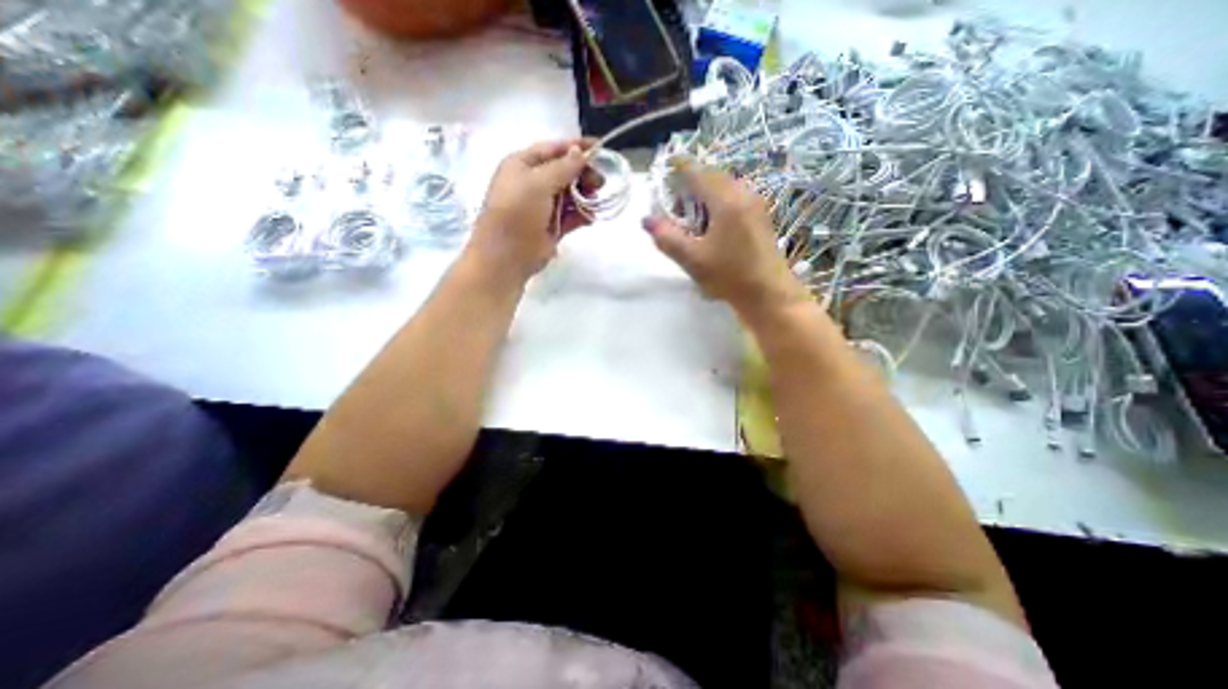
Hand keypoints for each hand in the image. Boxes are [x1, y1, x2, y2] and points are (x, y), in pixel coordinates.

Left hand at [471, 140, 594, 283]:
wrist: (507, 254)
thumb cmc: (518, 211)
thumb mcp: (538, 182)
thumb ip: (563, 167)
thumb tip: (580, 152)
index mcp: (522, 165)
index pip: (553, 149)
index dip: (576, 147)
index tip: (600, 148)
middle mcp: (532, 183)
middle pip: (564, 172)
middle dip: (583, 175)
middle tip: (600, 183)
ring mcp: (543, 207)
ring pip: (570, 195)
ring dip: (585, 196)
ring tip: (596, 200)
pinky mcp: (552, 227)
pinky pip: (571, 216)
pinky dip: (582, 215)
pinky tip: (592, 217)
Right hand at [644, 156, 806, 316]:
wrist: (768, 293)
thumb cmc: (729, 276)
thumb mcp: (692, 260)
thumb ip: (667, 238)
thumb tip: (646, 219)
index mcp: (726, 201)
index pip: (697, 172)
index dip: (679, 166)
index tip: (665, 165)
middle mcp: (743, 194)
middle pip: (711, 176)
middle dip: (690, 182)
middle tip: (674, 202)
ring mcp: (755, 203)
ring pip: (724, 185)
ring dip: (704, 192)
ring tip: (690, 215)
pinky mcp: (760, 215)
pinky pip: (734, 196)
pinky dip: (717, 200)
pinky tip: (710, 222)